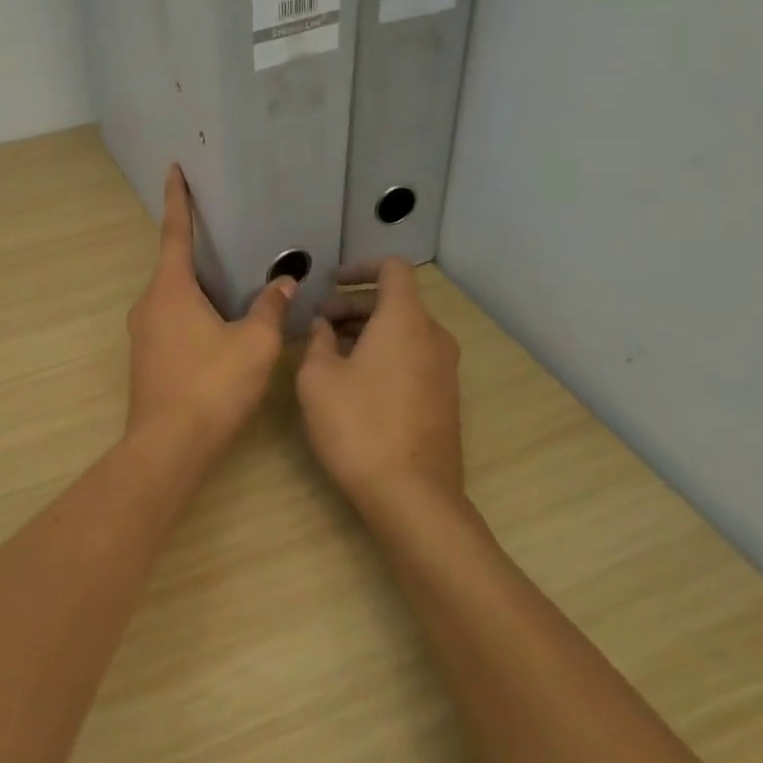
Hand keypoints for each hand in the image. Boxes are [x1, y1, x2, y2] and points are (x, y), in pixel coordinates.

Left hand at [125, 167, 295, 461]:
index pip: (175, 232)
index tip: (173, 169)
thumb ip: (269, 309)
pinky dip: (193, 315)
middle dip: (198, 251)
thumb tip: (283, 283)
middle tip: (227, 236)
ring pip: (173, 298)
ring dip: (198, 289)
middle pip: (174, 267)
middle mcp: (148, 304)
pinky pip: (171, 322)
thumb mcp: (253, 344)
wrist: (169, 447)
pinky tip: (219, 329)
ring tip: (232, 285)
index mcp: (170, 289)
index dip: (178, 199)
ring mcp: (142, 334)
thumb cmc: (212, 385)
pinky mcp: (147, 359)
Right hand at [296, 258, 463, 519]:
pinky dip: (386, 352)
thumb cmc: (358, 426)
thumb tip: (324, 326)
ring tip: (331, 350)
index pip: (392, 268)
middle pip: (397, 301)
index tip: (331, 282)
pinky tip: (356, 379)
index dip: (360, 267)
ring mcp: (445, 369)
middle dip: (355, 304)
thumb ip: (317, 340)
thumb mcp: (318, 378)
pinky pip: (414, 356)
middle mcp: (433, 336)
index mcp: (405, 320)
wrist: (412, 495)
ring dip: (369, 330)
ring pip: (405, 330)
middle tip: (320, 322)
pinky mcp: (445, 397)